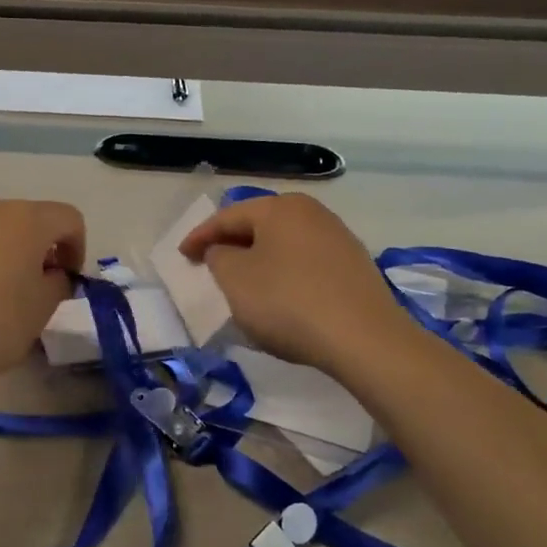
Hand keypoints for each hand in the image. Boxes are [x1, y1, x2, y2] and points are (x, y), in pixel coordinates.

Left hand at [0, 198, 84, 397]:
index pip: (68, 219)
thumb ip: (57, 283)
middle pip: (27, 219)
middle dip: (38, 249)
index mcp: (25, 220)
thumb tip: (50, 273)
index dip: (76, 248)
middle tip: (33, 288)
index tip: (66, 281)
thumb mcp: (41, 312)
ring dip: (2, 252)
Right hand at [180, 193, 405, 379]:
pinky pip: (305, 262)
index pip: (227, 216)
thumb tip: (224, 250)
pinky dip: (284, 273)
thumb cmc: (288, 302)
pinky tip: (279, 296)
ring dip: (259, 260)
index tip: (182, 256)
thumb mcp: (235, 279)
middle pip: (259, 225)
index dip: (200, 236)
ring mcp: (338, 238)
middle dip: (231, 244)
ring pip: (284, 244)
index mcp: (280, 208)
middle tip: (209, 264)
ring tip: (242, 282)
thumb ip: (218, 257)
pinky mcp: (354, 266)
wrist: (364, 339)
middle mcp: (312, 213)